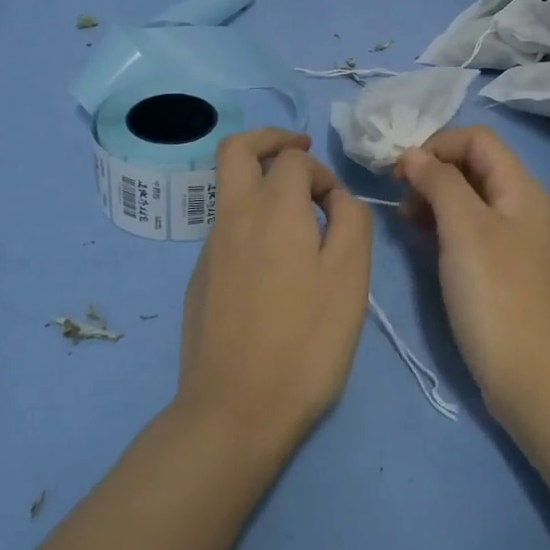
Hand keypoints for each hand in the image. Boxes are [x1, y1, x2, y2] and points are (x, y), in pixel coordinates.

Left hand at [177, 130, 372, 454]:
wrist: (234, 410)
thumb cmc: (305, 341)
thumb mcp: (349, 277)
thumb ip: (350, 221)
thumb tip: (335, 199)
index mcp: (272, 208)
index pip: (294, 158)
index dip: (322, 172)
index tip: (338, 209)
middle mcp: (233, 216)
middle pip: (237, 149)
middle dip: (270, 139)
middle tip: (300, 149)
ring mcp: (209, 248)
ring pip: (230, 191)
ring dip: (263, 186)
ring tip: (299, 223)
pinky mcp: (199, 278)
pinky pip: (227, 230)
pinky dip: (252, 224)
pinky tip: (275, 270)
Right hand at [397, 127, 549, 425]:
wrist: (534, 379)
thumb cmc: (497, 296)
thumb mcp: (465, 230)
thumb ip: (440, 183)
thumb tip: (415, 154)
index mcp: (520, 188)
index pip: (476, 138)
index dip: (436, 145)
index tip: (401, 173)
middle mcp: (520, 206)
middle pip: (472, 165)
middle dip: (432, 170)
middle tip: (400, 197)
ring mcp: (513, 240)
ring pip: (468, 198)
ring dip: (434, 198)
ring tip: (406, 220)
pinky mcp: (502, 269)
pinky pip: (469, 230)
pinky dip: (443, 225)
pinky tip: (422, 240)